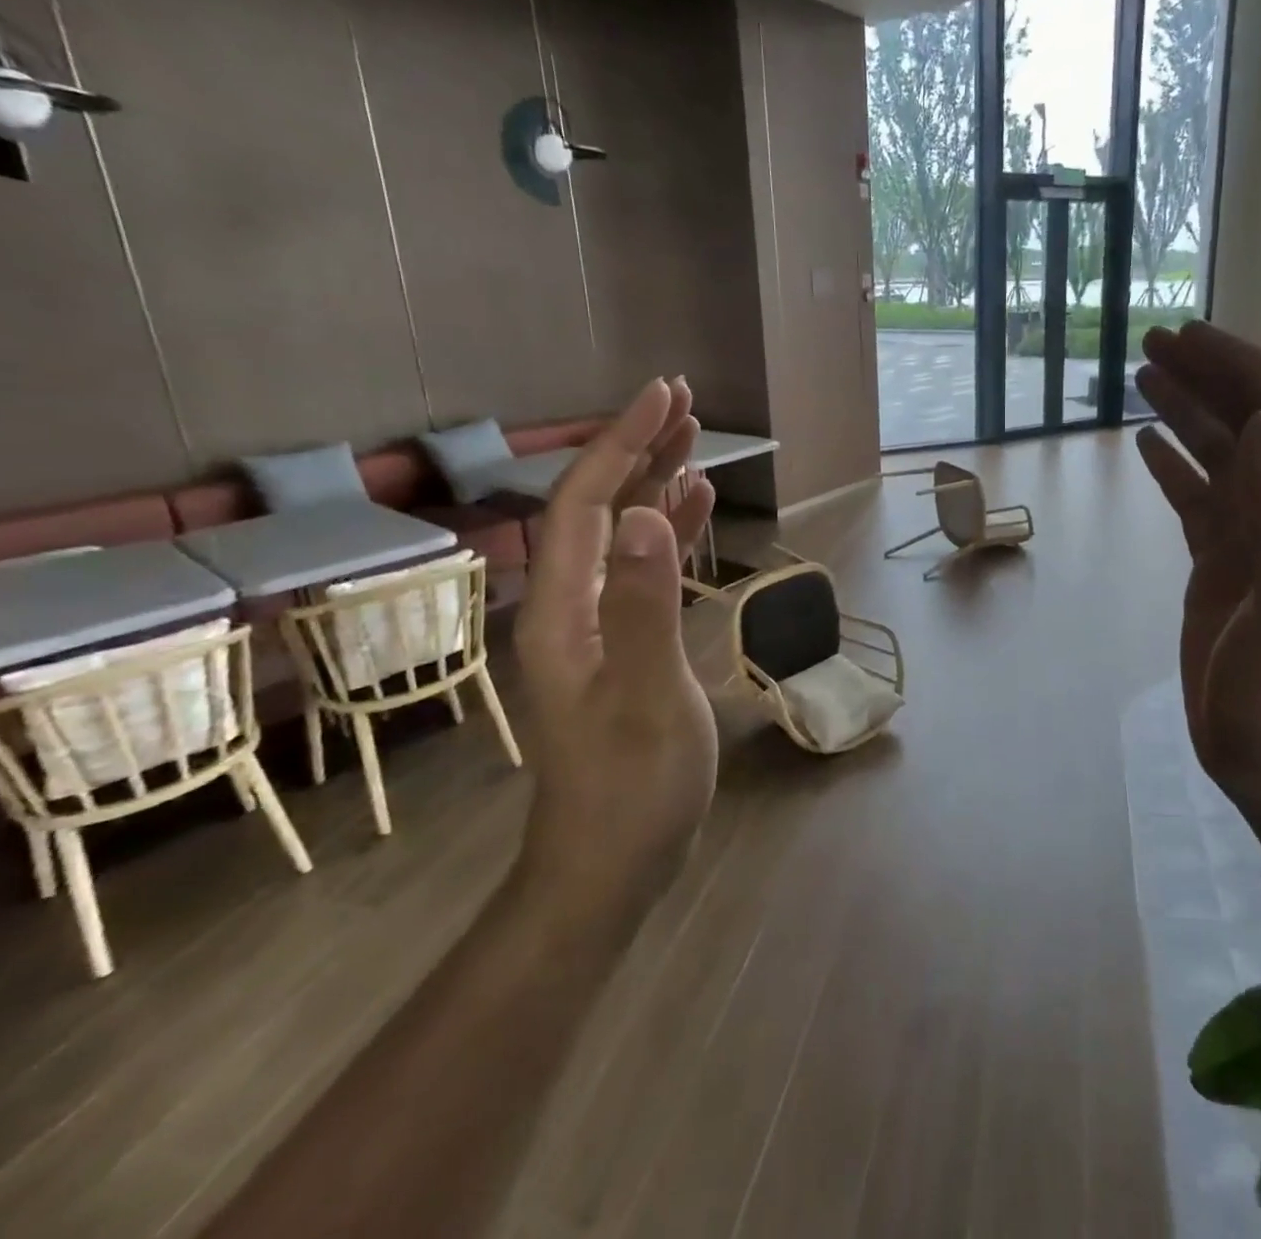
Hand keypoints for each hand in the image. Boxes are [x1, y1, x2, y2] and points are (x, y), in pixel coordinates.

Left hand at [512, 377, 718, 915]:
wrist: (611, 866)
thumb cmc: (631, 788)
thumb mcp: (648, 697)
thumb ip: (645, 606)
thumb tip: (650, 516)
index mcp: (565, 610)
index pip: (586, 504)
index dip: (622, 444)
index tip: (664, 395)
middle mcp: (572, 605)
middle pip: (601, 507)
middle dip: (638, 448)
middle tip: (684, 400)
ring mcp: (598, 625)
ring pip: (624, 534)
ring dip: (656, 482)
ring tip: (695, 439)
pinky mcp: (625, 644)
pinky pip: (644, 569)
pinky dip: (669, 531)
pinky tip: (694, 510)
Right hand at [1134, 322, 1260, 807]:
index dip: (1243, 371)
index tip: (1191, 339)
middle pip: (1253, 427)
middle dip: (1209, 379)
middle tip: (1155, 345)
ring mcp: (1258, 541)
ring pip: (1222, 459)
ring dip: (1188, 414)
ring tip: (1143, 378)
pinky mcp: (1224, 567)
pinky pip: (1200, 500)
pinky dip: (1175, 467)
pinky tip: (1146, 445)